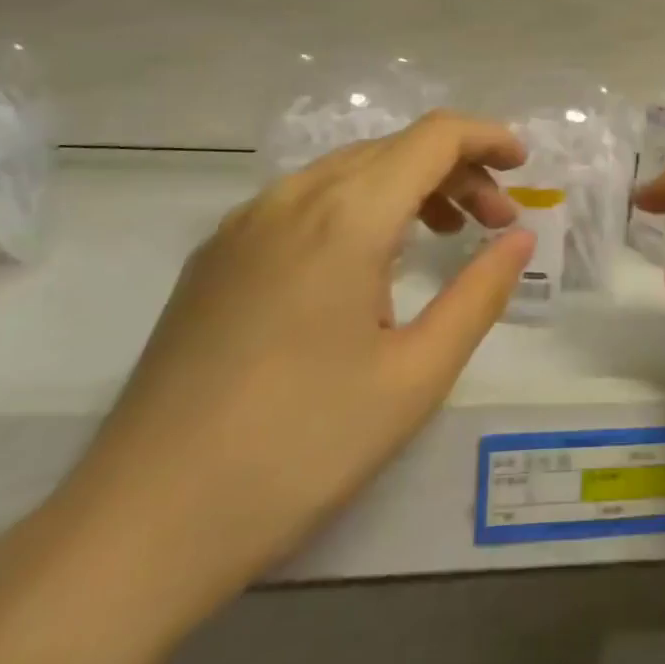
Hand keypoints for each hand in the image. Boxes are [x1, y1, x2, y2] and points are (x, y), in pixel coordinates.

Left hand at [54, 112, 532, 605]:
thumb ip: (479, 293)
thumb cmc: (300, 448)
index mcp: (346, 216)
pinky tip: (365, 266)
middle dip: (456, 170)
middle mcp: (292, 199)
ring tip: (441, 236)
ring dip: (407, 186)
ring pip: (347, 171)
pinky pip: (305, 202)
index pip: (433, 137)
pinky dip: (358, 207)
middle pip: (393, 148)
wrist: (139, 526)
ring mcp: (244, 225)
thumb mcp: (415, 376)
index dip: (487, 137)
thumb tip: (519, 238)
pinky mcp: (215, 257)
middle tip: (494, 222)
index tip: (524, 167)